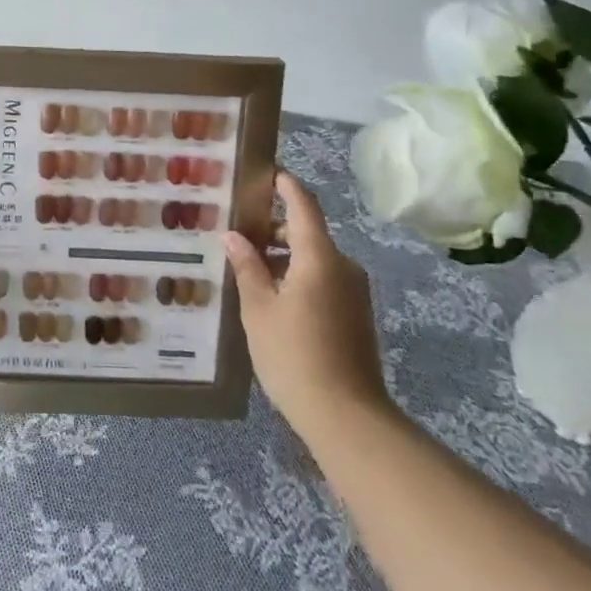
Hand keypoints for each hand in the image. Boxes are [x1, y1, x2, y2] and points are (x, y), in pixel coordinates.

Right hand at [223, 169, 391, 438]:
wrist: (347, 418)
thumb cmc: (294, 355)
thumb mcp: (258, 309)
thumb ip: (246, 267)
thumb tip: (234, 236)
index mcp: (320, 257)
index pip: (303, 205)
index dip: (285, 185)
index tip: (265, 173)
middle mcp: (343, 266)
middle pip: (307, 232)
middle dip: (275, 229)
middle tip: (239, 232)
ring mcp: (354, 293)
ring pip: (315, 259)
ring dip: (284, 257)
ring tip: (249, 269)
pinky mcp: (356, 316)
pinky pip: (324, 281)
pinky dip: (298, 277)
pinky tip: (272, 299)